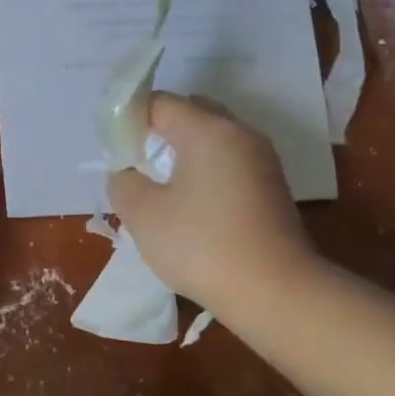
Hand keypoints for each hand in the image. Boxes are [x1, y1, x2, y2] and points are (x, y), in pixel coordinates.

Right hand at [106, 93, 319, 320]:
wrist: (277, 293)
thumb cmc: (202, 246)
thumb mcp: (142, 215)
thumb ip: (123, 181)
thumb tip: (127, 173)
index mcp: (208, 130)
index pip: (160, 102)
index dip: (131, 118)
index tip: (117, 150)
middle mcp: (239, 133)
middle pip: (192, 111)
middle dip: (160, 129)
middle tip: (139, 162)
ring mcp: (262, 160)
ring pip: (213, 137)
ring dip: (185, 151)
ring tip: (163, 186)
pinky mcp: (273, 186)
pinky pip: (230, 160)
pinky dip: (207, 169)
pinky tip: (194, 205)